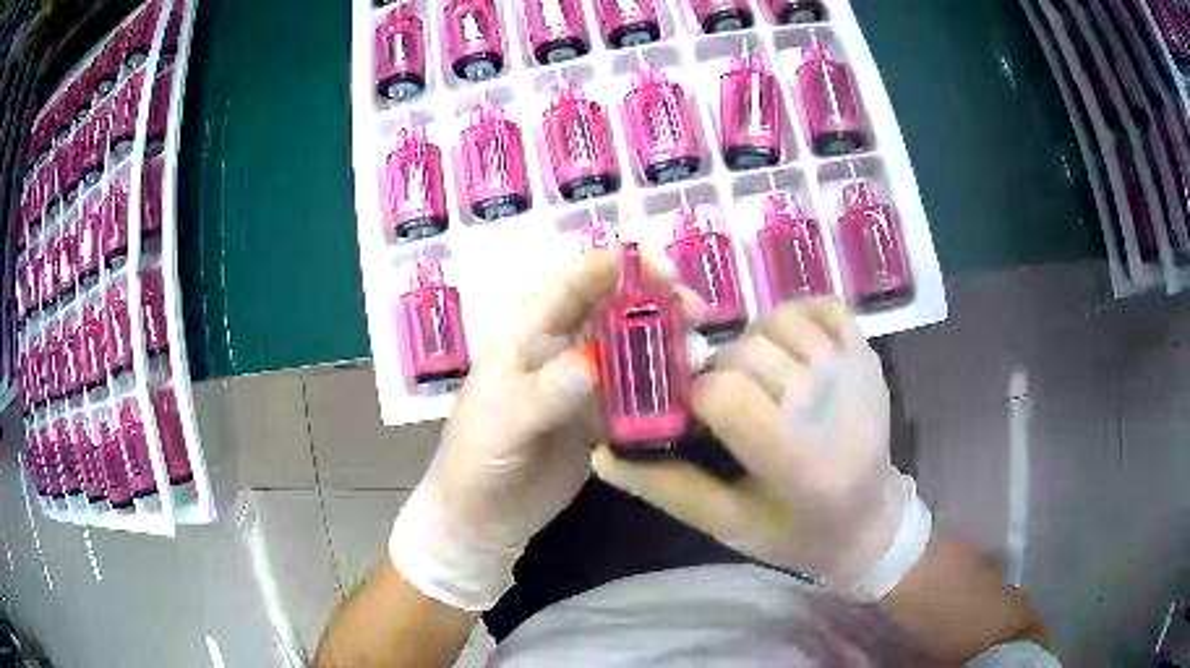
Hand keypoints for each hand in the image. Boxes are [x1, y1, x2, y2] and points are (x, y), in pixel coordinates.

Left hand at [390, 249, 690, 610]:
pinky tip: (690, 393)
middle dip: (655, 302)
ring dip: (665, 346)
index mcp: (527, 332)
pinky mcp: (600, 418)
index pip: (574, 281)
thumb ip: (546, 392)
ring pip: (631, 350)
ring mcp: (582, 384)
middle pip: (613, 308)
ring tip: (699, 357)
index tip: (665, 269)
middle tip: (696, 313)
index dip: (617, 265)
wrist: (483, 519)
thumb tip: (593, 363)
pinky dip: (663, 390)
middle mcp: (559, 348)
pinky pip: (637, 394)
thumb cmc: (477, 460)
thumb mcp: (503, 423)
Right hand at [593, 298, 927, 599]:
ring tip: (758, 379)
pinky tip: (790, 351)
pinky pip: (821, 305)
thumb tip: (603, 454)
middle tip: (725, 405)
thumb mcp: (729, 523)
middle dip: (719, 374)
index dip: (694, 399)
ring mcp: (853, 369)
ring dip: (753, 344)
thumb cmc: (796, 532)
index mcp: (793, 456)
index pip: (723, 392)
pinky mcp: (867, 353)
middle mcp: (828, 403)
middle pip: (745, 352)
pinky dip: (797, 317)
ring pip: (777, 320)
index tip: (695, 419)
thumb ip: (668, 488)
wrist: (869, 521)